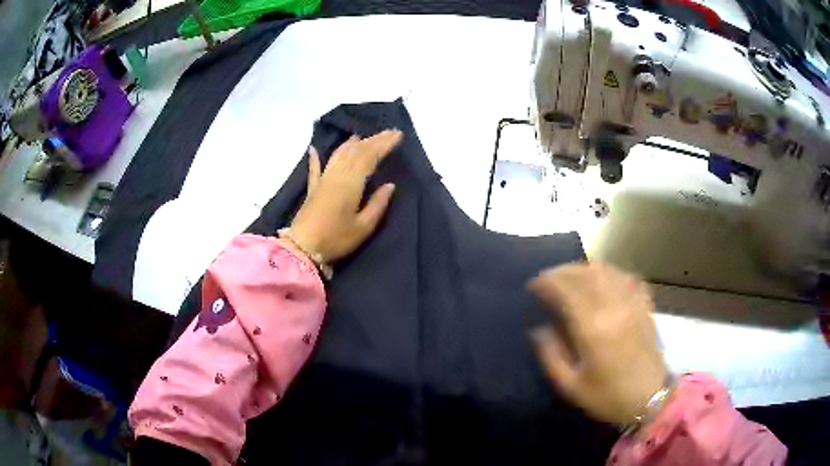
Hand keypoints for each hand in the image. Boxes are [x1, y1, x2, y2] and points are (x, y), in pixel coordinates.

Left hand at [287, 130, 402, 262]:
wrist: (303, 248)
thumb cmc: (336, 239)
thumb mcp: (363, 227)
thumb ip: (377, 204)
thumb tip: (390, 185)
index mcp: (351, 182)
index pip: (370, 157)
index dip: (384, 144)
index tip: (397, 135)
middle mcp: (337, 175)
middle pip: (356, 152)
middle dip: (373, 140)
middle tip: (388, 132)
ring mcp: (323, 180)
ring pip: (338, 155)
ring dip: (351, 144)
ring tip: (360, 136)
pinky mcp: (312, 190)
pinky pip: (315, 169)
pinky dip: (315, 158)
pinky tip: (313, 149)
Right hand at [528, 262, 666, 424]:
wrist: (649, 398)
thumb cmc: (608, 396)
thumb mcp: (570, 385)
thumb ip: (551, 354)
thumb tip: (538, 328)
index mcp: (593, 328)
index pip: (566, 290)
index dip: (546, 282)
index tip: (532, 286)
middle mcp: (614, 306)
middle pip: (585, 273)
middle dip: (562, 271)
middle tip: (547, 280)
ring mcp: (632, 302)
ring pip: (606, 270)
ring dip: (584, 268)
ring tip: (570, 277)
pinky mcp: (644, 304)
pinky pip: (625, 277)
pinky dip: (609, 273)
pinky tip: (601, 281)